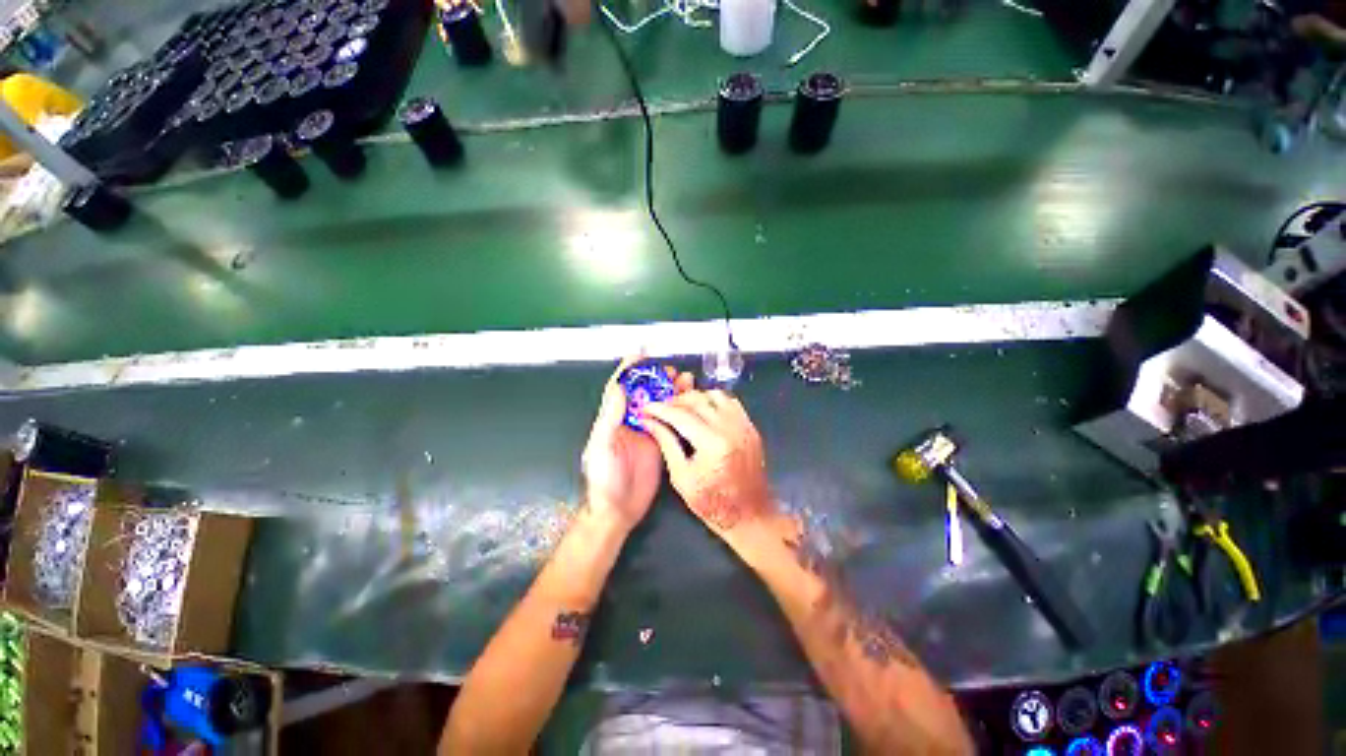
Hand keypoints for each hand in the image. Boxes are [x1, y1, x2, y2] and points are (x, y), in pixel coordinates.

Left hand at [581, 358, 692, 533]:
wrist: (618, 510)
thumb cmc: (604, 479)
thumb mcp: (603, 446)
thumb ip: (611, 417)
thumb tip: (620, 386)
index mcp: (612, 419)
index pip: (620, 388)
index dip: (629, 371)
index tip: (640, 354)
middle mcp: (629, 421)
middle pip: (643, 392)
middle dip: (656, 378)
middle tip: (671, 370)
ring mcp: (647, 431)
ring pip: (659, 404)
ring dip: (670, 391)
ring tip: (685, 380)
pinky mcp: (660, 442)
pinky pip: (670, 421)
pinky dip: (678, 409)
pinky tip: (689, 403)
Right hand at [642, 391, 775, 542]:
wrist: (750, 515)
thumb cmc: (712, 503)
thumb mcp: (682, 477)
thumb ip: (666, 444)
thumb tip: (649, 422)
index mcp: (712, 443)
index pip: (680, 415)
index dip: (659, 409)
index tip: (645, 407)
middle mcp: (730, 427)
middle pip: (698, 400)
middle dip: (675, 401)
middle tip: (661, 409)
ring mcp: (743, 425)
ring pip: (715, 395)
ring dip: (696, 398)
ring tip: (682, 409)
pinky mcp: (750, 427)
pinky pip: (730, 402)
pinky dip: (714, 401)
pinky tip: (704, 412)